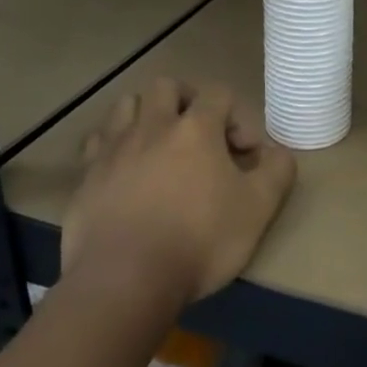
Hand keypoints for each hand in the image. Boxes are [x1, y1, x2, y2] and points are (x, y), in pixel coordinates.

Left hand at [63, 78, 295, 305]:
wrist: (125, 279)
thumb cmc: (200, 240)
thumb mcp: (258, 210)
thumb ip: (277, 172)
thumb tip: (279, 152)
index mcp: (196, 128)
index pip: (219, 93)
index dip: (237, 117)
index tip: (244, 155)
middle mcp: (153, 126)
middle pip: (167, 86)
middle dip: (187, 101)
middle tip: (200, 135)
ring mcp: (114, 148)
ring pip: (128, 105)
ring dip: (147, 115)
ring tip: (159, 145)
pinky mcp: (86, 175)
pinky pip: (98, 142)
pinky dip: (114, 145)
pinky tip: (124, 169)